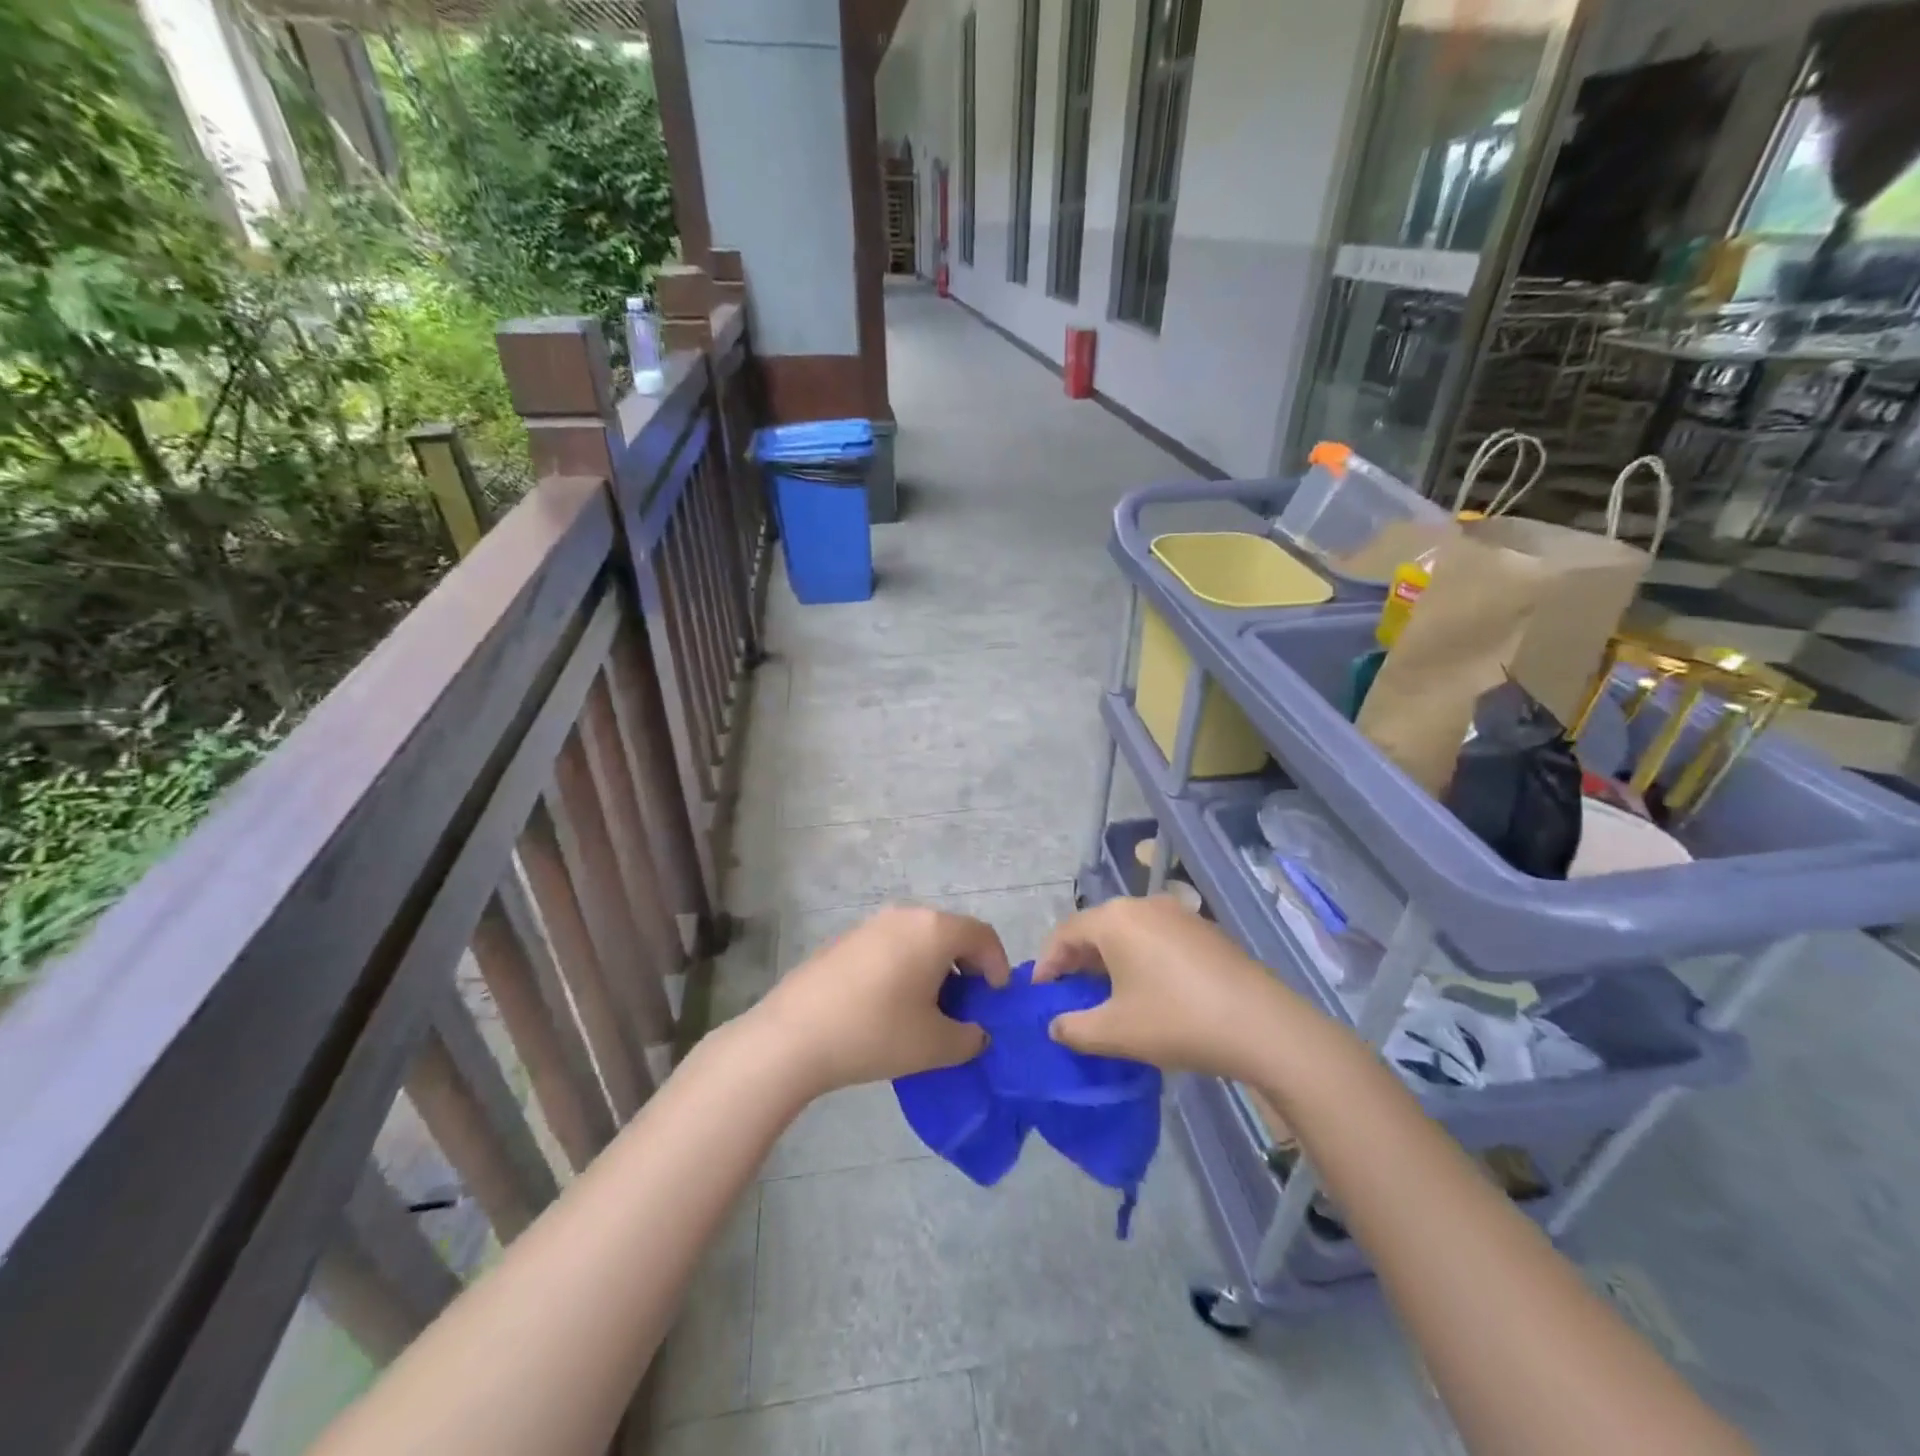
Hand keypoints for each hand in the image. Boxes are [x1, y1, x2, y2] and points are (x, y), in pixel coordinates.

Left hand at [751, 905, 1011, 1094]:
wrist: (795, 1034)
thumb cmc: (876, 1032)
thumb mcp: (935, 1045)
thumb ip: (969, 1038)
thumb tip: (975, 1033)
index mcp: (934, 930)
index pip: (982, 935)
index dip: (998, 965)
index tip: (995, 999)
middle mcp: (905, 915)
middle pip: (950, 933)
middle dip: (966, 967)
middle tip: (965, 1006)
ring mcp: (871, 924)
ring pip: (919, 939)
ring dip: (934, 967)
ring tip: (928, 1008)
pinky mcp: (846, 940)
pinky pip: (891, 946)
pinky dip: (904, 967)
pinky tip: (890, 1005)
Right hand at [1034, 896, 1298, 1079]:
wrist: (1263, 1026)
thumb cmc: (1177, 1021)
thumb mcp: (1115, 1032)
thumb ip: (1073, 1028)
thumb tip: (1056, 1025)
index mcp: (1116, 919)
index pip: (1065, 933)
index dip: (1047, 963)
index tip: (1040, 993)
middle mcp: (1144, 905)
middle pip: (1097, 927)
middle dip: (1077, 960)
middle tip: (1069, 994)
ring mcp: (1179, 914)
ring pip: (1128, 931)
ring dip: (1109, 959)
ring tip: (1105, 995)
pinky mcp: (1205, 930)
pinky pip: (1157, 937)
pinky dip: (1140, 957)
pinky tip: (1148, 990)